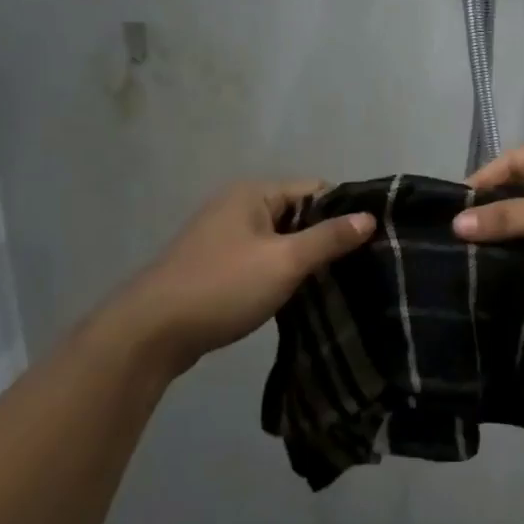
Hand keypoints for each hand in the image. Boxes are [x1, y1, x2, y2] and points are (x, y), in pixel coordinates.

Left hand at [106, 180, 374, 376]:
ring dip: (304, 259)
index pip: (315, 190)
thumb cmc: (223, 287)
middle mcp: (238, 206)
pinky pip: (263, 260)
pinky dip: (282, 273)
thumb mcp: (284, 262)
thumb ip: (328, 238)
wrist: (151, 333)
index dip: (344, 212)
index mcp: (254, 194)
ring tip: (338, 283)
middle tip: (360, 266)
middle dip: (326, 238)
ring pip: (281, 240)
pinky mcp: (217, 266)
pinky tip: (301, 295)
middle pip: (298, 214)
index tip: (372, 241)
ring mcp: (224, 237)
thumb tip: (369, 217)